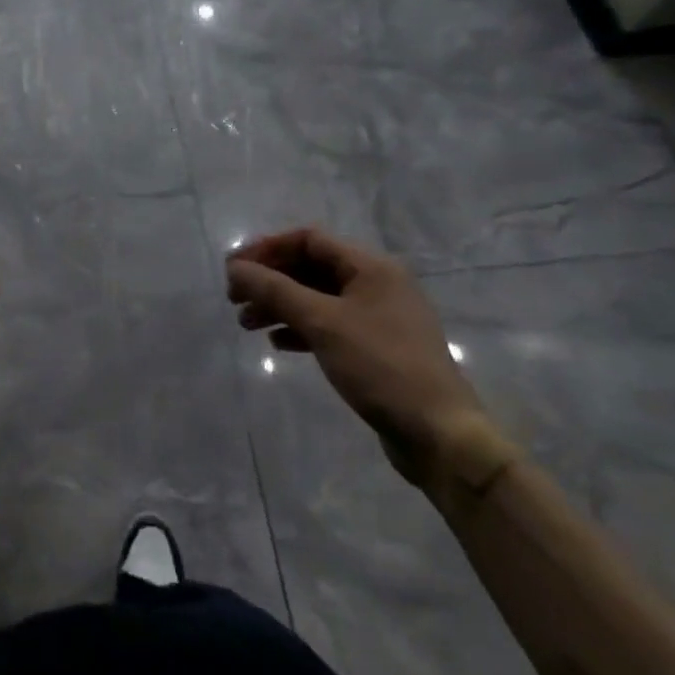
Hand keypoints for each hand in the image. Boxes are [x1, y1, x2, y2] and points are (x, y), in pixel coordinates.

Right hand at [227, 228, 485, 485]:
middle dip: (270, 281)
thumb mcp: (322, 323)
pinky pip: (330, 325)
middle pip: (310, 268)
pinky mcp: (377, 348)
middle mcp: (377, 284)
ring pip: (317, 298)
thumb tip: (235, 268)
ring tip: (247, 325)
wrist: (440, 435)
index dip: (267, 249)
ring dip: (280, 306)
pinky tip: (278, 343)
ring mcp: (379, 317)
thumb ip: (275, 290)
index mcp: (371, 267)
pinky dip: (301, 328)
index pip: (308, 239)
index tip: (234, 270)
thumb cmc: (380, 366)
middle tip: (235, 300)